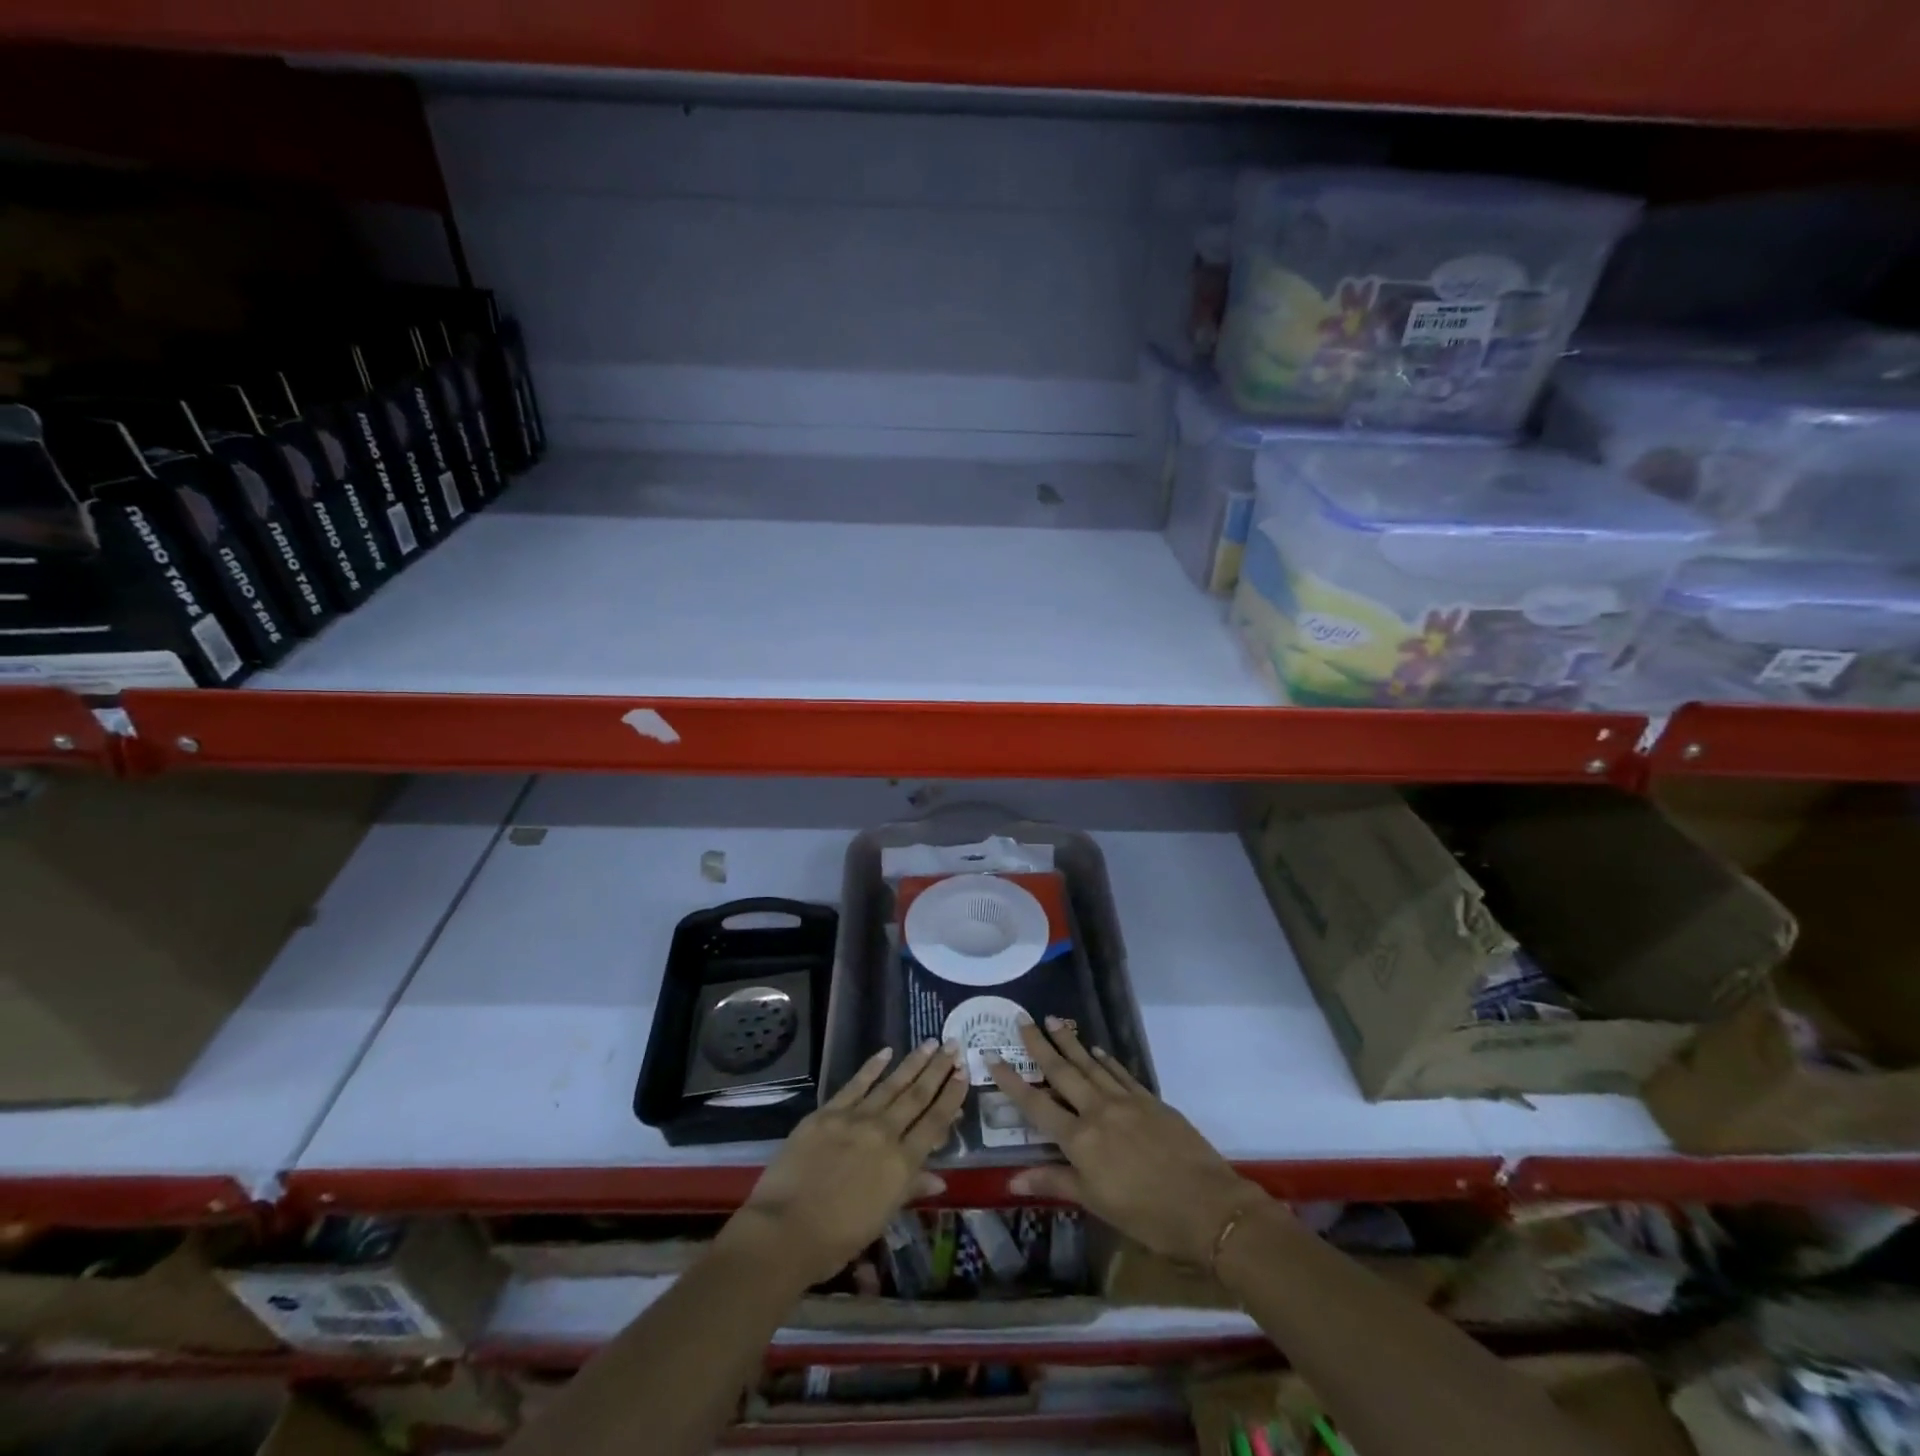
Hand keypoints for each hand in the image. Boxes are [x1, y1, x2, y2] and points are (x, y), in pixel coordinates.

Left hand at [727, 1039, 965, 1285]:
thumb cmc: (836, 1239)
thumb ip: (910, 1190)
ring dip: (913, 1062)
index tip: (964, 1073)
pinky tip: (886, 1051)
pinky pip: (856, 1084)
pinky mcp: (828, 1112)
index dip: (951, 1096)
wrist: (784, 1230)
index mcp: (902, 1164)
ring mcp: (855, 1119)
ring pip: (892, 1084)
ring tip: (931, 1042)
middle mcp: (884, 1133)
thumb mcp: (881, 1218)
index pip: (934, 1123)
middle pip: (917, 1096)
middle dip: (938, 1070)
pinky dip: (872, 1067)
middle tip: (954, 1045)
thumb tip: (940, 1178)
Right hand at [988, 1017, 1263, 1266]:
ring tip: (1053, 1022)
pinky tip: (1096, 1051)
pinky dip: (1105, 1060)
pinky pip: (1120, 1073)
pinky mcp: (1150, 1099)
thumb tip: (1010, 1181)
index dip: (1012, 1081)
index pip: (1036, 1104)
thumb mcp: (1096, 1204)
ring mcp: (1125, 1101)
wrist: (1208, 1206)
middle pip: (1062, 1072)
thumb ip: (1054, 1183)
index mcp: (1079, 1140)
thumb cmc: (1147, 1216)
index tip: (993, 1056)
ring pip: (1090, 1065)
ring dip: (1070, 1043)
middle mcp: (1097, 1111)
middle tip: (1023, 1020)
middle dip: (1040, 1046)